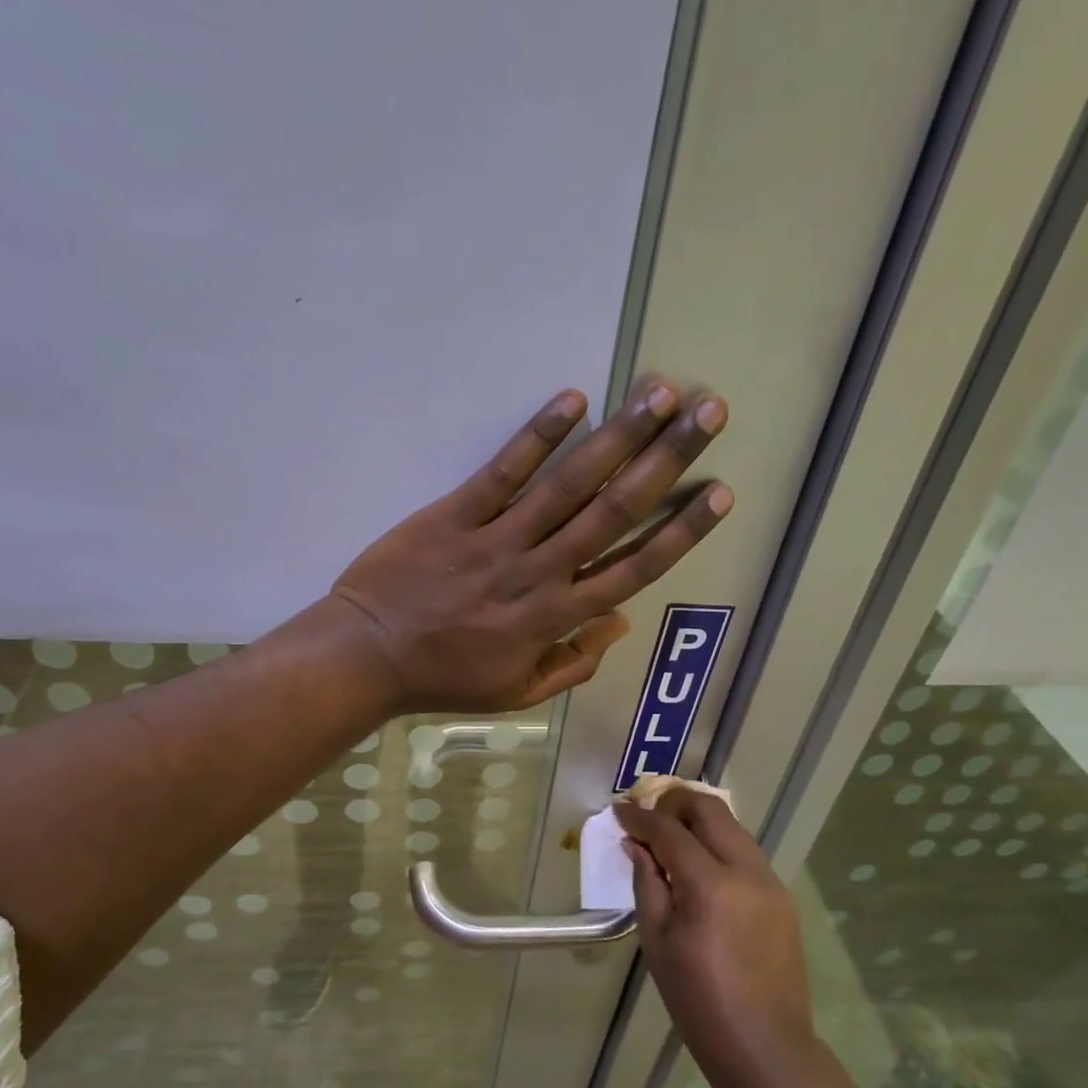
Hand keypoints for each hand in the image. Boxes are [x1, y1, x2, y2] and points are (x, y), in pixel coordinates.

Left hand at [331, 380, 730, 712]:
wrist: (367, 656)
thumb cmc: (444, 678)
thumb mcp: (516, 693)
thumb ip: (572, 663)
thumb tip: (620, 624)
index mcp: (555, 617)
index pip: (633, 569)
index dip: (680, 531)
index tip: (720, 493)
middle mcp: (538, 572)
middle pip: (614, 512)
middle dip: (667, 461)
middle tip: (709, 414)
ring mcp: (497, 540)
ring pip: (568, 485)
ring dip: (617, 437)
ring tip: (659, 394)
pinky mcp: (454, 515)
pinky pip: (502, 472)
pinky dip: (536, 436)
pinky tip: (573, 400)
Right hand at [615, 787, 814, 1084]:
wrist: (765, 1048)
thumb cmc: (698, 1000)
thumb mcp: (657, 940)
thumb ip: (646, 882)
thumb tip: (636, 844)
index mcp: (710, 885)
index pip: (670, 831)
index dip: (640, 818)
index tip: (619, 811)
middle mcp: (746, 871)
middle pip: (709, 809)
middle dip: (673, 802)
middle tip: (647, 817)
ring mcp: (770, 881)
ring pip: (731, 826)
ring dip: (697, 820)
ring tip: (669, 838)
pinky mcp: (781, 896)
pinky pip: (745, 851)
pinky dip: (717, 843)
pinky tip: (698, 867)